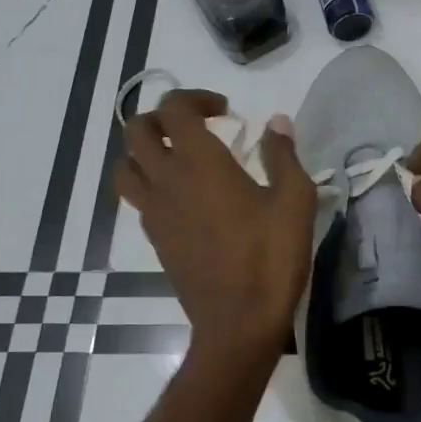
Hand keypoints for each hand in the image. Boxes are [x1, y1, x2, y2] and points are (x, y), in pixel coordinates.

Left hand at [113, 90, 316, 358]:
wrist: (238, 322)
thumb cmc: (270, 257)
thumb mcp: (294, 201)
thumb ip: (283, 155)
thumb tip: (277, 122)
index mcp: (200, 162)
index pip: (175, 108)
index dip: (196, 98)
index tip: (225, 110)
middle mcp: (167, 180)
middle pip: (137, 131)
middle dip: (162, 118)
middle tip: (196, 127)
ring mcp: (155, 212)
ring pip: (126, 166)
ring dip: (145, 151)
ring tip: (178, 158)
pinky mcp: (155, 239)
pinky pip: (138, 199)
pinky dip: (152, 185)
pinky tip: (184, 199)